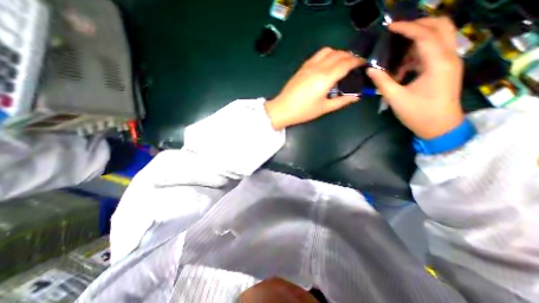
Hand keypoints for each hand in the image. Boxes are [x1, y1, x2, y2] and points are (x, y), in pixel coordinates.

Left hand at [266, 47, 365, 129]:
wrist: (283, 109)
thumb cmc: (303, 111)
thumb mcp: (324, 108)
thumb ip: (342, 101)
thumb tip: (356, 96)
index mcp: (325, 78)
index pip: (346, 63)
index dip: (357, 62)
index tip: (364, 64)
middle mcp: (318, 67)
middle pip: (339, 54)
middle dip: (350, 57)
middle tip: (355, 66)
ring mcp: (309, 65)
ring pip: (328, 51)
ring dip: (338, 53)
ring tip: (341, 64)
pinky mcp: (302, 67)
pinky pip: (318, 55)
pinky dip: (327, 55)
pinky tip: (327, 65)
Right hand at [367, 17, 467, 139]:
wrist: (440, 126)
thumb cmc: (418, 113)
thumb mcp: (396, 98)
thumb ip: (382, 82)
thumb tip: (370, 69)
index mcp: (437, 63)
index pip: (424, 35)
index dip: (407, 28)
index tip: (390, 27)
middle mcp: (448, 57)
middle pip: (441, 26)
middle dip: (419, 25)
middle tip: (397, 32)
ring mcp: (449, 62)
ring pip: (438, 37)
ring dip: (417, 40)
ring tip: (397, 52)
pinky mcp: (445, 69)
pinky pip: (433, 51)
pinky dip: (417, 53)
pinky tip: (403, 67)